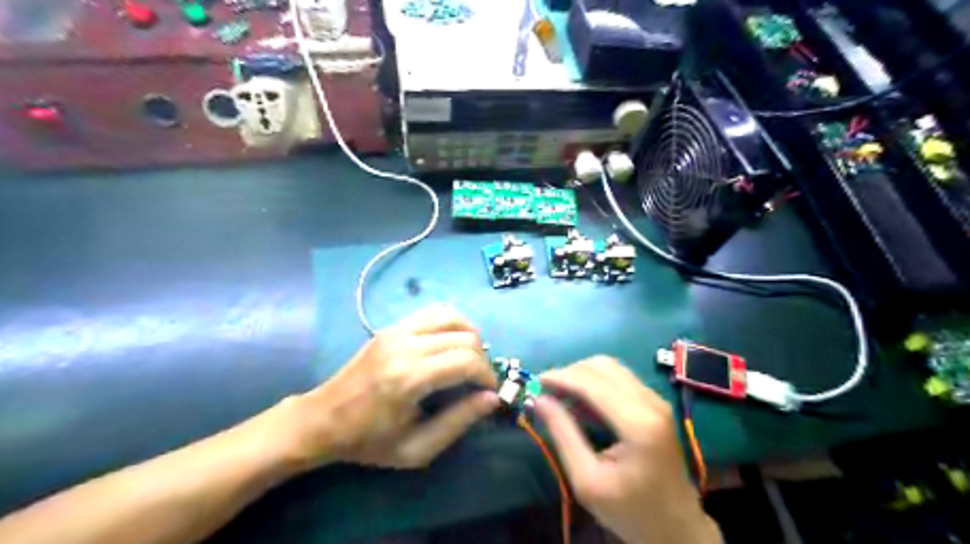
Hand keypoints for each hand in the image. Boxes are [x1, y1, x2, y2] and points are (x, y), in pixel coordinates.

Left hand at [273, 308, 494, 468]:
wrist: (322, 419)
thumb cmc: (368, 441)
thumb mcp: (416, 448)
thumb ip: (458, 422)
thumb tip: (492, 398)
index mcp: (409, 379)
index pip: (466, 361)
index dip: (487, 375)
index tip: (489, 392)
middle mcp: (405, 346)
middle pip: (464, 338)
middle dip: (482, 359)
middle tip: (479, 381)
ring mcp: (396, 331)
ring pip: (452, 316)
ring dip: (470, 335)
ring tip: (470, 358)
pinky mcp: (391, 327)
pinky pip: (433, 312)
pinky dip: (452, 322)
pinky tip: (452, 342)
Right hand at [538, 357, 717, 543]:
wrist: (676, 527)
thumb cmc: (630, 511)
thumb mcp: (587, 480)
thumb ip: (563, 435)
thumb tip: (540, 400)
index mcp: (637, 423)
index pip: (592, 382)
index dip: (561, 377)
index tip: (535, 382)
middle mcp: (650, 402)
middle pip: (602, 367)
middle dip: (569, 372)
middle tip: (545, 390)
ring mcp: (656, 400)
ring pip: (611, 367)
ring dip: (581, 374)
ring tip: (560, 394)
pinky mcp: (655, 403)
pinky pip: (619, 377)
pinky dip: (595, 381)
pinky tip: (581, 400)